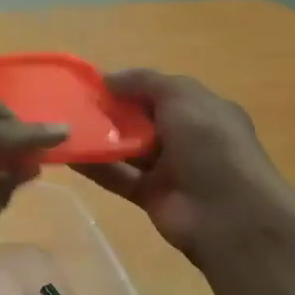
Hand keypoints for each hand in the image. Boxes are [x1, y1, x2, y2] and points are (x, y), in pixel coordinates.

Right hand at [77, 69, 294, 265]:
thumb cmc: (212, 145)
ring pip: (127, 148)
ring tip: (63, 126)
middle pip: (141, 120)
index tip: (93, 83)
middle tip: (72, 104)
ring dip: (99, 138)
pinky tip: (68, 154)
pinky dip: (95, 166)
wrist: (231, 215)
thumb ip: (145, 82)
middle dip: (110, 111)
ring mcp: (169, 169)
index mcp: (202, 110)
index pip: (161, 93)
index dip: (130, 86)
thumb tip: (108, 78)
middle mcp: (186, 138)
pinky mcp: (150, 195)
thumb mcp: (183, 96)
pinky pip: (118, 176)